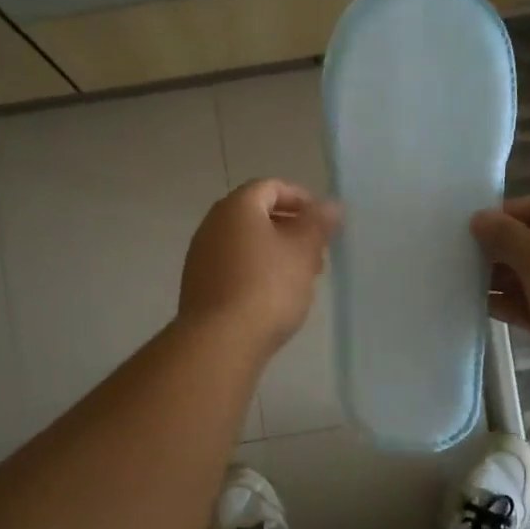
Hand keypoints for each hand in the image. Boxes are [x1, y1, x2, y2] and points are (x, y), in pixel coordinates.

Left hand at [179, 179, 339, 355]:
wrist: (220, 341)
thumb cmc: (268, 287)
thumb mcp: (303, 251)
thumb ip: (318, 224)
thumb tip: (330, 205)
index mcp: (237, 207)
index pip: (270, 187)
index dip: (300, 198)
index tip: (323, 220)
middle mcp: (212, 224)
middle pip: (256, 214)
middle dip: (290, 227)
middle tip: (317, 250)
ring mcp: (201, 256)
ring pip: (245, 242)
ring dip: (275, 251)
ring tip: (301, 276)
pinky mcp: (199, 285)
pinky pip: (233, 266)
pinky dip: (257, 270)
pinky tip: (274, 295)